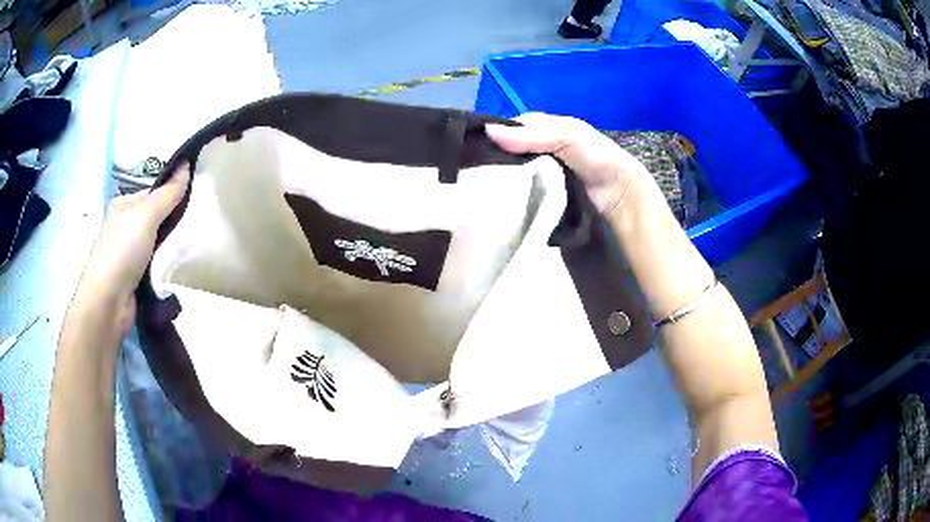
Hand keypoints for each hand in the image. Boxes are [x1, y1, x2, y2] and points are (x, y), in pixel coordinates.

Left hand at [75, 164, 189, 334]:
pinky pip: (156, 266)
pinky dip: (166, 267)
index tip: (196, 201)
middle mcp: (124, 227)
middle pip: (157, 219)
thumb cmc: (122, 250)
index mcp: (124, 206)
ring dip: (172, 248)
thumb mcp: (146, 214)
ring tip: (192, 248)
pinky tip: (178, 268)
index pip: (154, 193)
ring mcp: (128, 254)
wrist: (107, 302)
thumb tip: (186, 164)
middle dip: (174, 223)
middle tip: (197, 226)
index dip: (173, 195)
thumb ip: (168, 193)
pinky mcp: (135, 279)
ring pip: (158, 244)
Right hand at [486, 113, 652, 216]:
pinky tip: (498, 197)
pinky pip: (521, 190)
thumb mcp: (565, 136)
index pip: (511, 127)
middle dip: (495, 157)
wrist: (619, 194)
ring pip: (512, 171)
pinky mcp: (541, 193)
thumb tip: (488, 131)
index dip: (495, 134)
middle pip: (509, 150)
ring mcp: (540, 172)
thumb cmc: (595, 156)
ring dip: (501, 177)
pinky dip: (512, 193)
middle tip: (475, 170)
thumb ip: (530, 135)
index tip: (475, 148)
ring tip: (480, 185)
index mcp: (544, 128)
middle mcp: (539, 148)